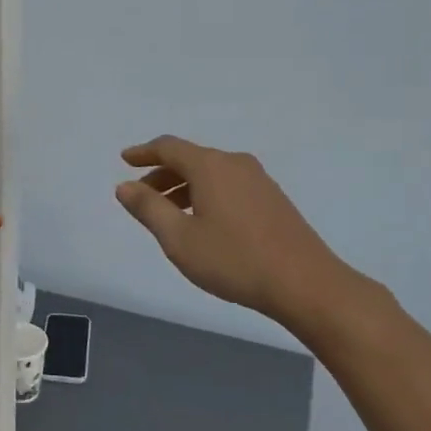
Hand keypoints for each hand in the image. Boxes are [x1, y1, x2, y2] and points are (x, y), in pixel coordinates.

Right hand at [115, 136, 388, 330]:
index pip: (169, 147)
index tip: (125, 159)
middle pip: (190, 159)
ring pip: (211, 173)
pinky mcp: (273, 199)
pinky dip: (206, 194)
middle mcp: (234, 163)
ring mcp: (258, 180)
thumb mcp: (179, 238)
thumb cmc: (234, 260)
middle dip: (162, 174)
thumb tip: (125, 186)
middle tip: (141, 196)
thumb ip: (148, 208)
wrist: (305, 283)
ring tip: (169, 214)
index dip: (143, 152)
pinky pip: (228, 185)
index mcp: (210, 166)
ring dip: (184, 186)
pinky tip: (203, 221)